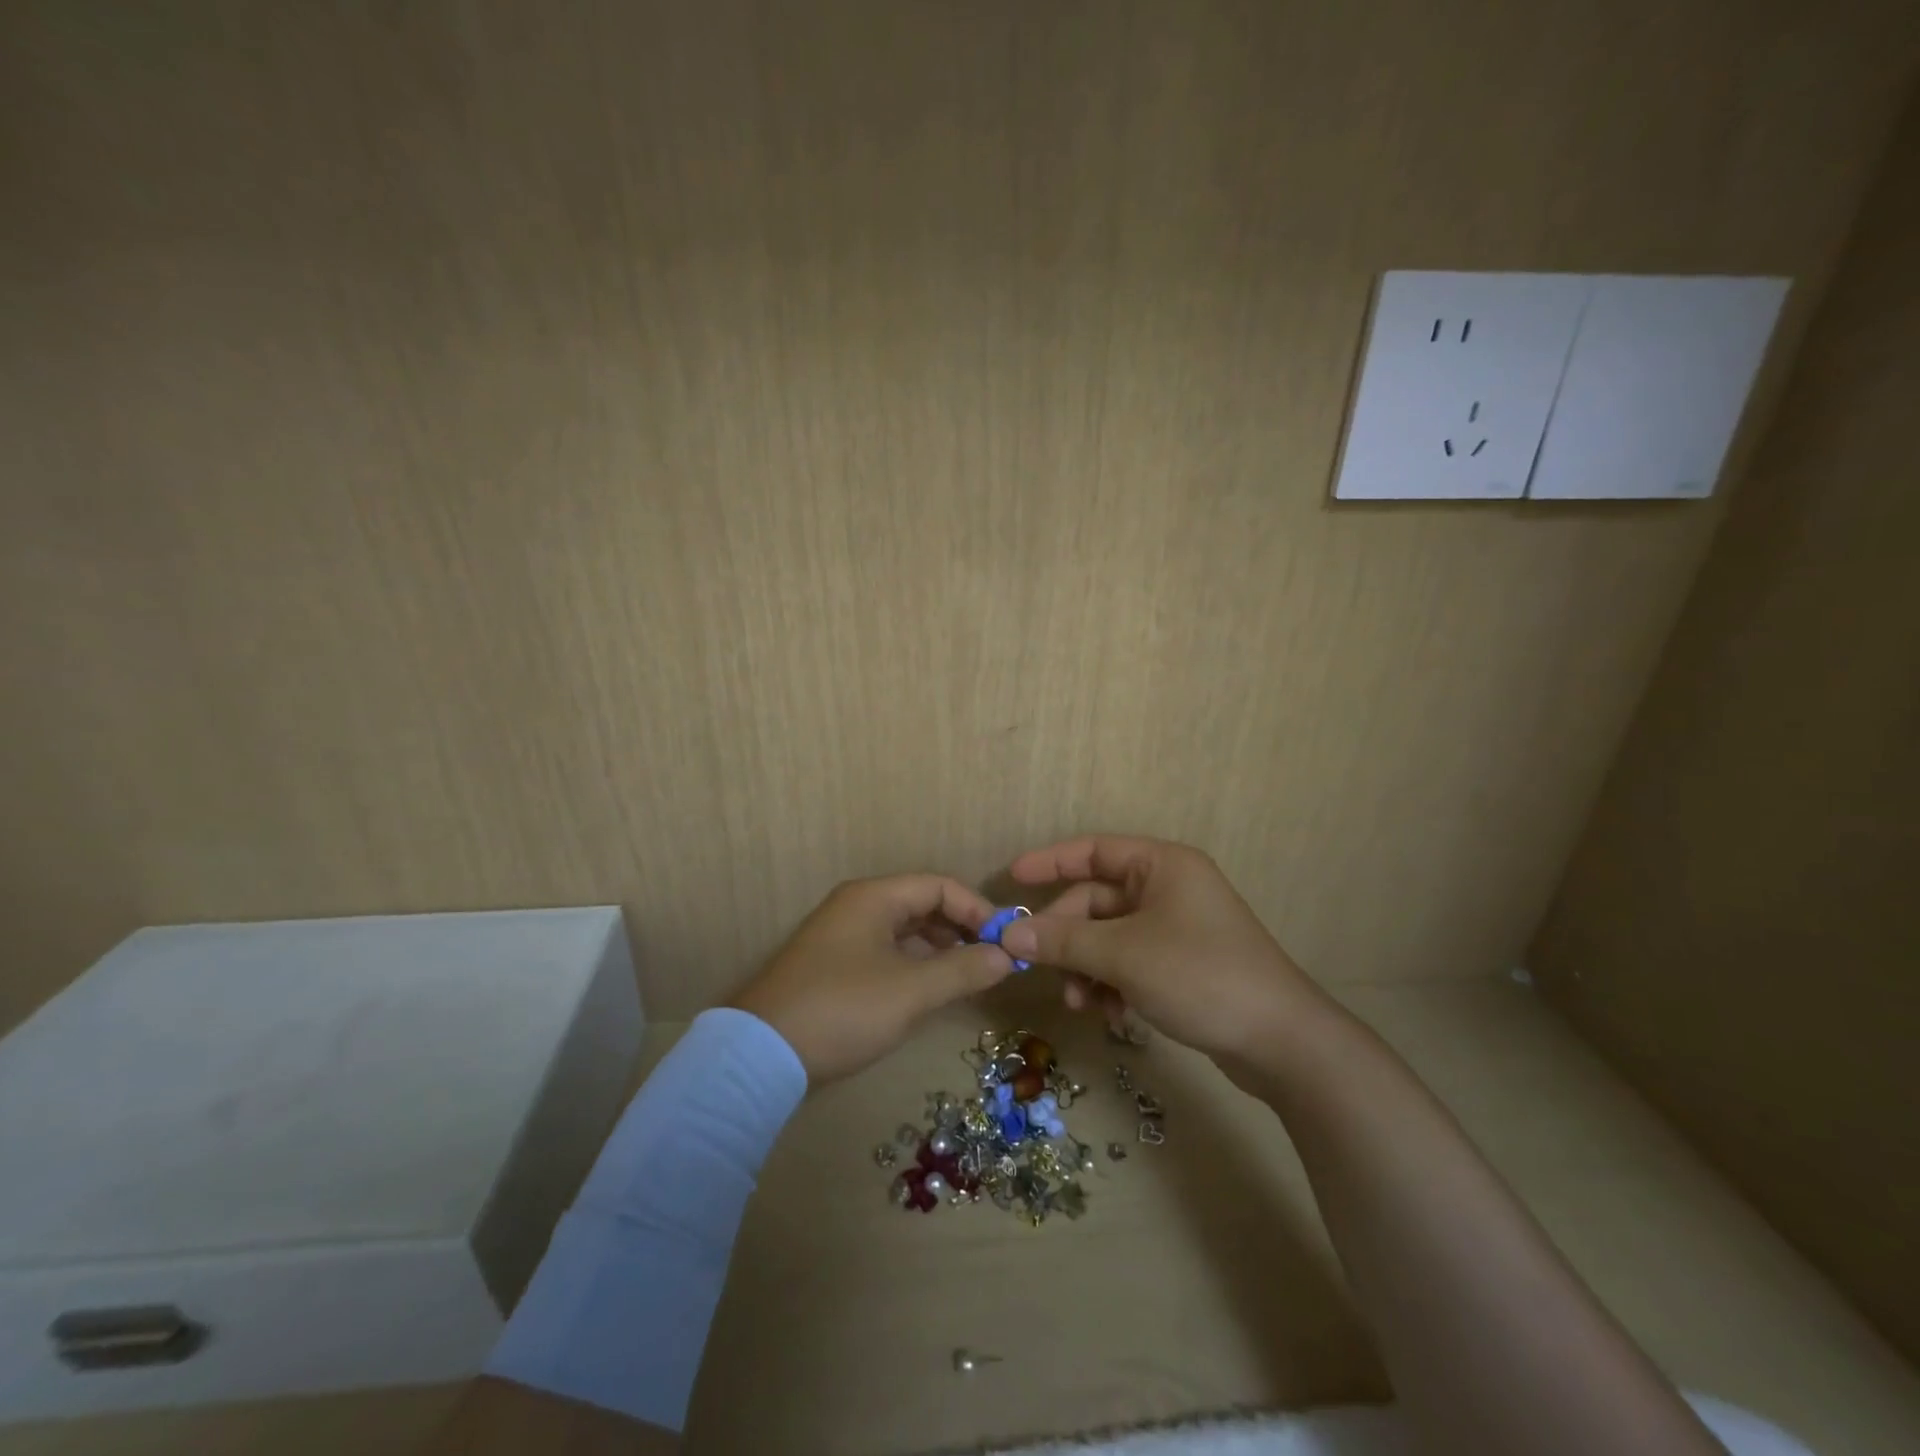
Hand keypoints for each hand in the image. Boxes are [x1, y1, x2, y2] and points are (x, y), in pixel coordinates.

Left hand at [730, 875, 1015, 1084]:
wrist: (761, 1054)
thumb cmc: (843, 1009)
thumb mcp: (911, 991)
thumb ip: (963, 969)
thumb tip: (1006, 956)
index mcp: (874, 897)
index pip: (940, 886)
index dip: (978, 909)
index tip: (1006, 941)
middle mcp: (858, 907)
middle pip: (923, 905)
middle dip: (962, 929)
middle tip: (994, 960)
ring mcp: (843, 937)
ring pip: (906, 931)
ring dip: (941, 949)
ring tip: (971, 977)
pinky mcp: (835, 967)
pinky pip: (888, 953)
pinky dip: (916, 965)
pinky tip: (933, 991)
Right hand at [998, 835, 1324, 1070]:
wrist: (1281, 1041)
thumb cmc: (1200, 975)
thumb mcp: (1123, 955)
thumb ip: (1063, 941)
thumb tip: (1008, 934)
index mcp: (1161, 865)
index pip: (1093, 850)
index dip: (1050, 861)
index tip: (1011, 878)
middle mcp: (1168, 888)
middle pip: (1096, 901)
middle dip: (1068, 937)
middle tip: (1038, 967)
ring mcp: (1176, 928)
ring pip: (1109, 937)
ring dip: (1087, 967)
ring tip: (1080, 1004)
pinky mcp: (1181, 964)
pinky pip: (1129, 962)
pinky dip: (1112, 984)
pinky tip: (1111, 1016)